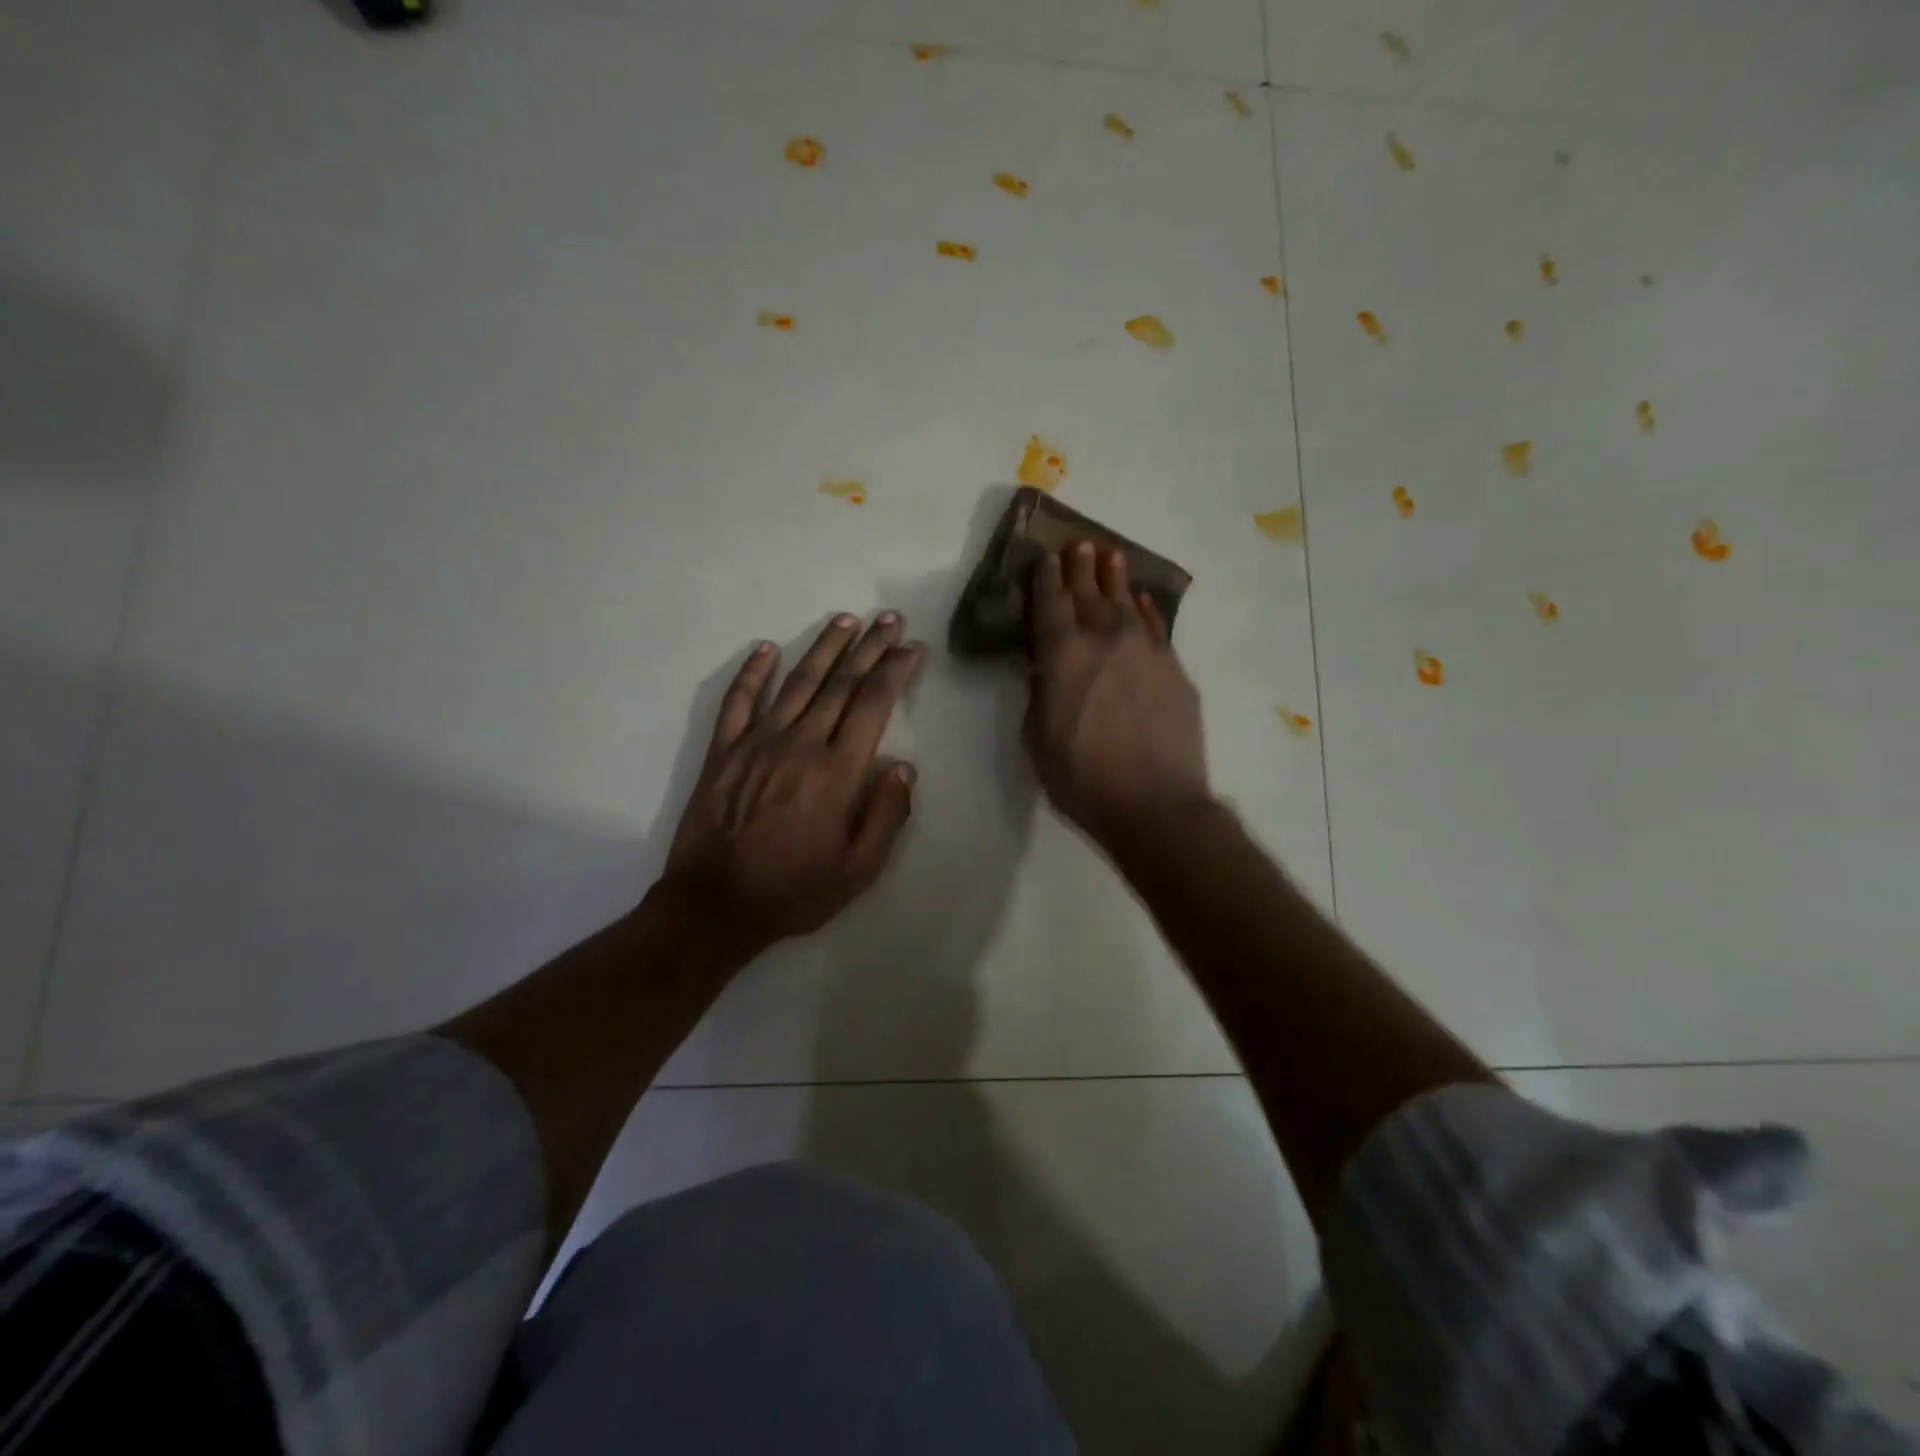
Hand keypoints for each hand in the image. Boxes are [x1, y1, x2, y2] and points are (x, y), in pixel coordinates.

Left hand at [664, 612, 924, 951]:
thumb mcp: (858, 870)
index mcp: (837, 772)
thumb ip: (886, 816)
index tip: (911, 648)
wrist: (714, 906)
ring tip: (845, 620)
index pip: (873, 705)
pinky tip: (766, 648)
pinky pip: (738, 701)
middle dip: (869, 647)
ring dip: (824, 647)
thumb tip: (903, 768)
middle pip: (840, 683)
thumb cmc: (794, 891)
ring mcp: (757, 743)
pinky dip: (752, 672)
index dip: (895, 671)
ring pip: (797, 682)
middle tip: (889, 619)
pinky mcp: (724, 751)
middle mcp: (800, 744)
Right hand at [1025, 542, 1210, 848]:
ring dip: (1115, 578)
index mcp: (1062, 654)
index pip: (1050, 604)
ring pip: (1125, 602)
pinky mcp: (1174, 668)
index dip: (1045, 579)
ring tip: (1111, 555)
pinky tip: (1141, 601)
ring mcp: (1145, 650)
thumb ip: (1039, 694)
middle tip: (1078, 545)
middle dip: (1080, 568)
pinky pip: (1155, 627)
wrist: (1154, 803)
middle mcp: (1104, 638)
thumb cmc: (1081, 777)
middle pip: (1089, 593)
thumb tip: (1043, 669)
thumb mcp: (1037, 738)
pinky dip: (1145, 610)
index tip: (1044, 557)